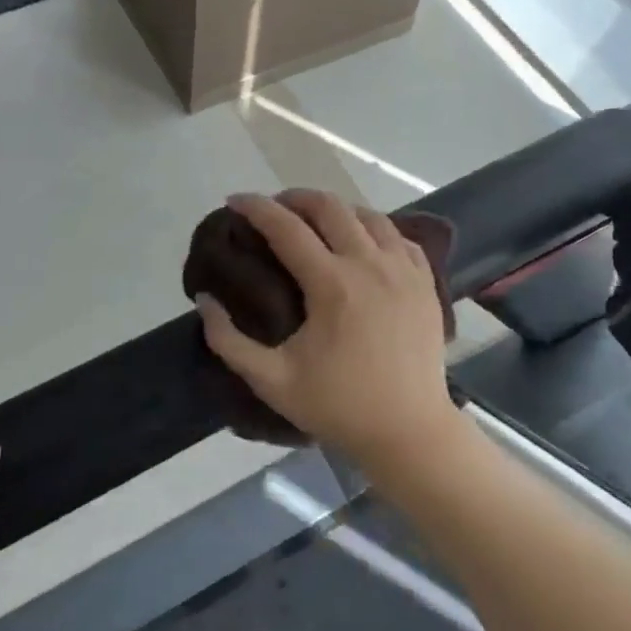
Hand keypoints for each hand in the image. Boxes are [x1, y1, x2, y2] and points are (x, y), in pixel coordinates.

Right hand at [196, 190, 463, 477]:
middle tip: (274, 209)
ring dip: (335, 209)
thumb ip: (228, 340)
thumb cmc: (338, 407)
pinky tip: (362, 242)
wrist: (410, 433)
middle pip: (330, 207)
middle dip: (295, 198)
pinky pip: (399, 237)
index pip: (286, 227)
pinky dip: (374, 228)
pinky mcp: (426, 283)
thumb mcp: (271, 381)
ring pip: (367, 215)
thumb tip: (205, 300)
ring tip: (314, 221)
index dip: (256, 207)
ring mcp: (404, 270)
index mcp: (332, 284)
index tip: (234, 201)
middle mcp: (370, 264)